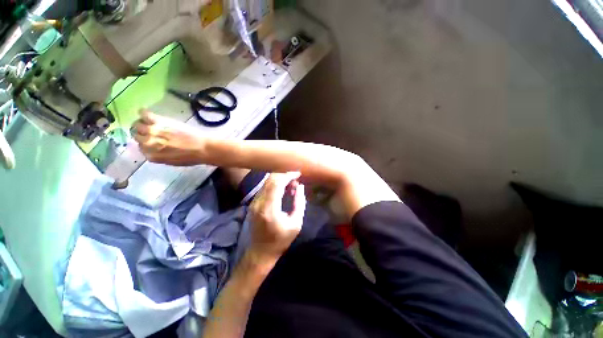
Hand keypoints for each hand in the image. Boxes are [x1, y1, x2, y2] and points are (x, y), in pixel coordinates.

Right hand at [132, 109, 204, 165]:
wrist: (203, 148)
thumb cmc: (192, 156)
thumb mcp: (173, 162)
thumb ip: (160, 156)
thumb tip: (154, 150)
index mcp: (152, 156)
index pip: (141, 148)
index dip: (146, 143)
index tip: (151, 140)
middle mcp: (148, 144)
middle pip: (137, 136)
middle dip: (143, 134)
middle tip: (151, 130)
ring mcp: (152, 131)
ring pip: (137, 125)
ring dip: (142, 124)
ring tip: (150, 122)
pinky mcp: (159, 121)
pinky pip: (144, 114)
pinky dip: (143, 113)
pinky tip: (145, 113)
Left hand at [248, 172, 306, 262]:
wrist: (260, 252)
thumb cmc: (281, 240)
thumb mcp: (296, 224)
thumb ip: (299, 203)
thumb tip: (300, 186)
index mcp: (269, 209)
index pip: (277, 183)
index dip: (288, 175)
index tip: (298, 174)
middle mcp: (259, 203)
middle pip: (270, 180)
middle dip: (284, 175)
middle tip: (296, 180)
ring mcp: (254, 203)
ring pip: (267, 182)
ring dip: (280, 180)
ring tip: (291, 186)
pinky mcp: (253, 204)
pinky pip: (265, 188)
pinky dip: (275, 185)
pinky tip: (283, 190)